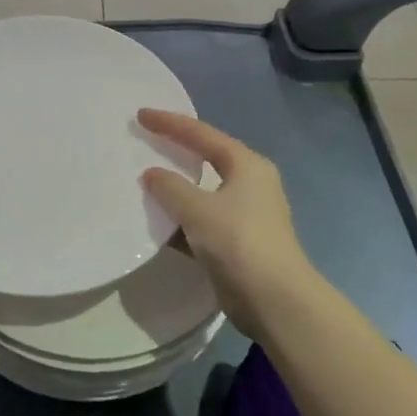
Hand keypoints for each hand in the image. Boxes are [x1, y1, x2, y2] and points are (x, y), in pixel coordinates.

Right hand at [138, 109, 317, 338]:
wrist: (275, 300)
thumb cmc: (239, 241)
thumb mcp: (198, 209)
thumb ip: (170, 187)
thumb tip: (151, 174)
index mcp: (247, 165)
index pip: (202, 134)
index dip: (170, 123)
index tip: (141, 115)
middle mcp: (249, 184)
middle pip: (206, 158)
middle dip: (175, 150)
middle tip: (146, 139)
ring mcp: (245, 214)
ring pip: (202, 191)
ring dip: (176, 188)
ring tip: (144, 178)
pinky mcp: (237, 242)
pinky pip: (201, 220)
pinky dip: (180, 219)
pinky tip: (155, 221)